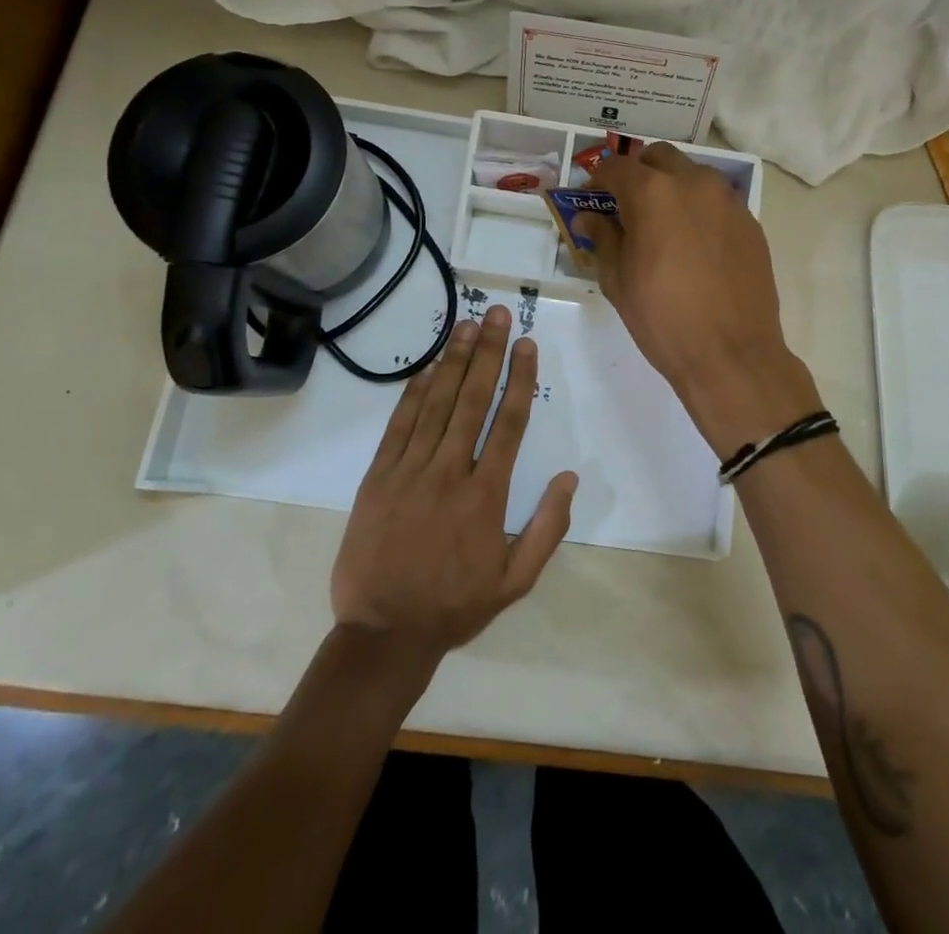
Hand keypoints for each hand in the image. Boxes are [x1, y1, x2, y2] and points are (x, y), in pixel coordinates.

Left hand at [330, 306, 577, 663]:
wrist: (383, 634)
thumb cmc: (455, 605)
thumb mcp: (515, 580)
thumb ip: (547, 528)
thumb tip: (570, 477)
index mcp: (486, 496)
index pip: (508, 423)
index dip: (520, 379)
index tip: (527, 345)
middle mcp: (449, 473)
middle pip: (473, 401)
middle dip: (489, 354)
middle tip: (498, 314)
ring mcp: (410, 472)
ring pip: (436, 405)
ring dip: (454, 362)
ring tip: (468, 327)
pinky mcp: (378, 478)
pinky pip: (399, 426)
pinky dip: (414, 394)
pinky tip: (429, 368)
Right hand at [578, 144, 822, 459]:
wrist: (732, 354)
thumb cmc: (663, 319)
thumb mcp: (618, 280)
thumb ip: (603, 238)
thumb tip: (589, 218)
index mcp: (653, 193)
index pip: (617, 167)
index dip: (599, 180)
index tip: (592, 199)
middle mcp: (694, 183)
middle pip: (659, 158)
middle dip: (638, 174)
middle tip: (626, 206)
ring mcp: (728, 201)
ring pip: (693, 175)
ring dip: (672, 187)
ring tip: (662, 225)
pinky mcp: (750, 222)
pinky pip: (717, 202)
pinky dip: (699, 209)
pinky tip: (693, 245)